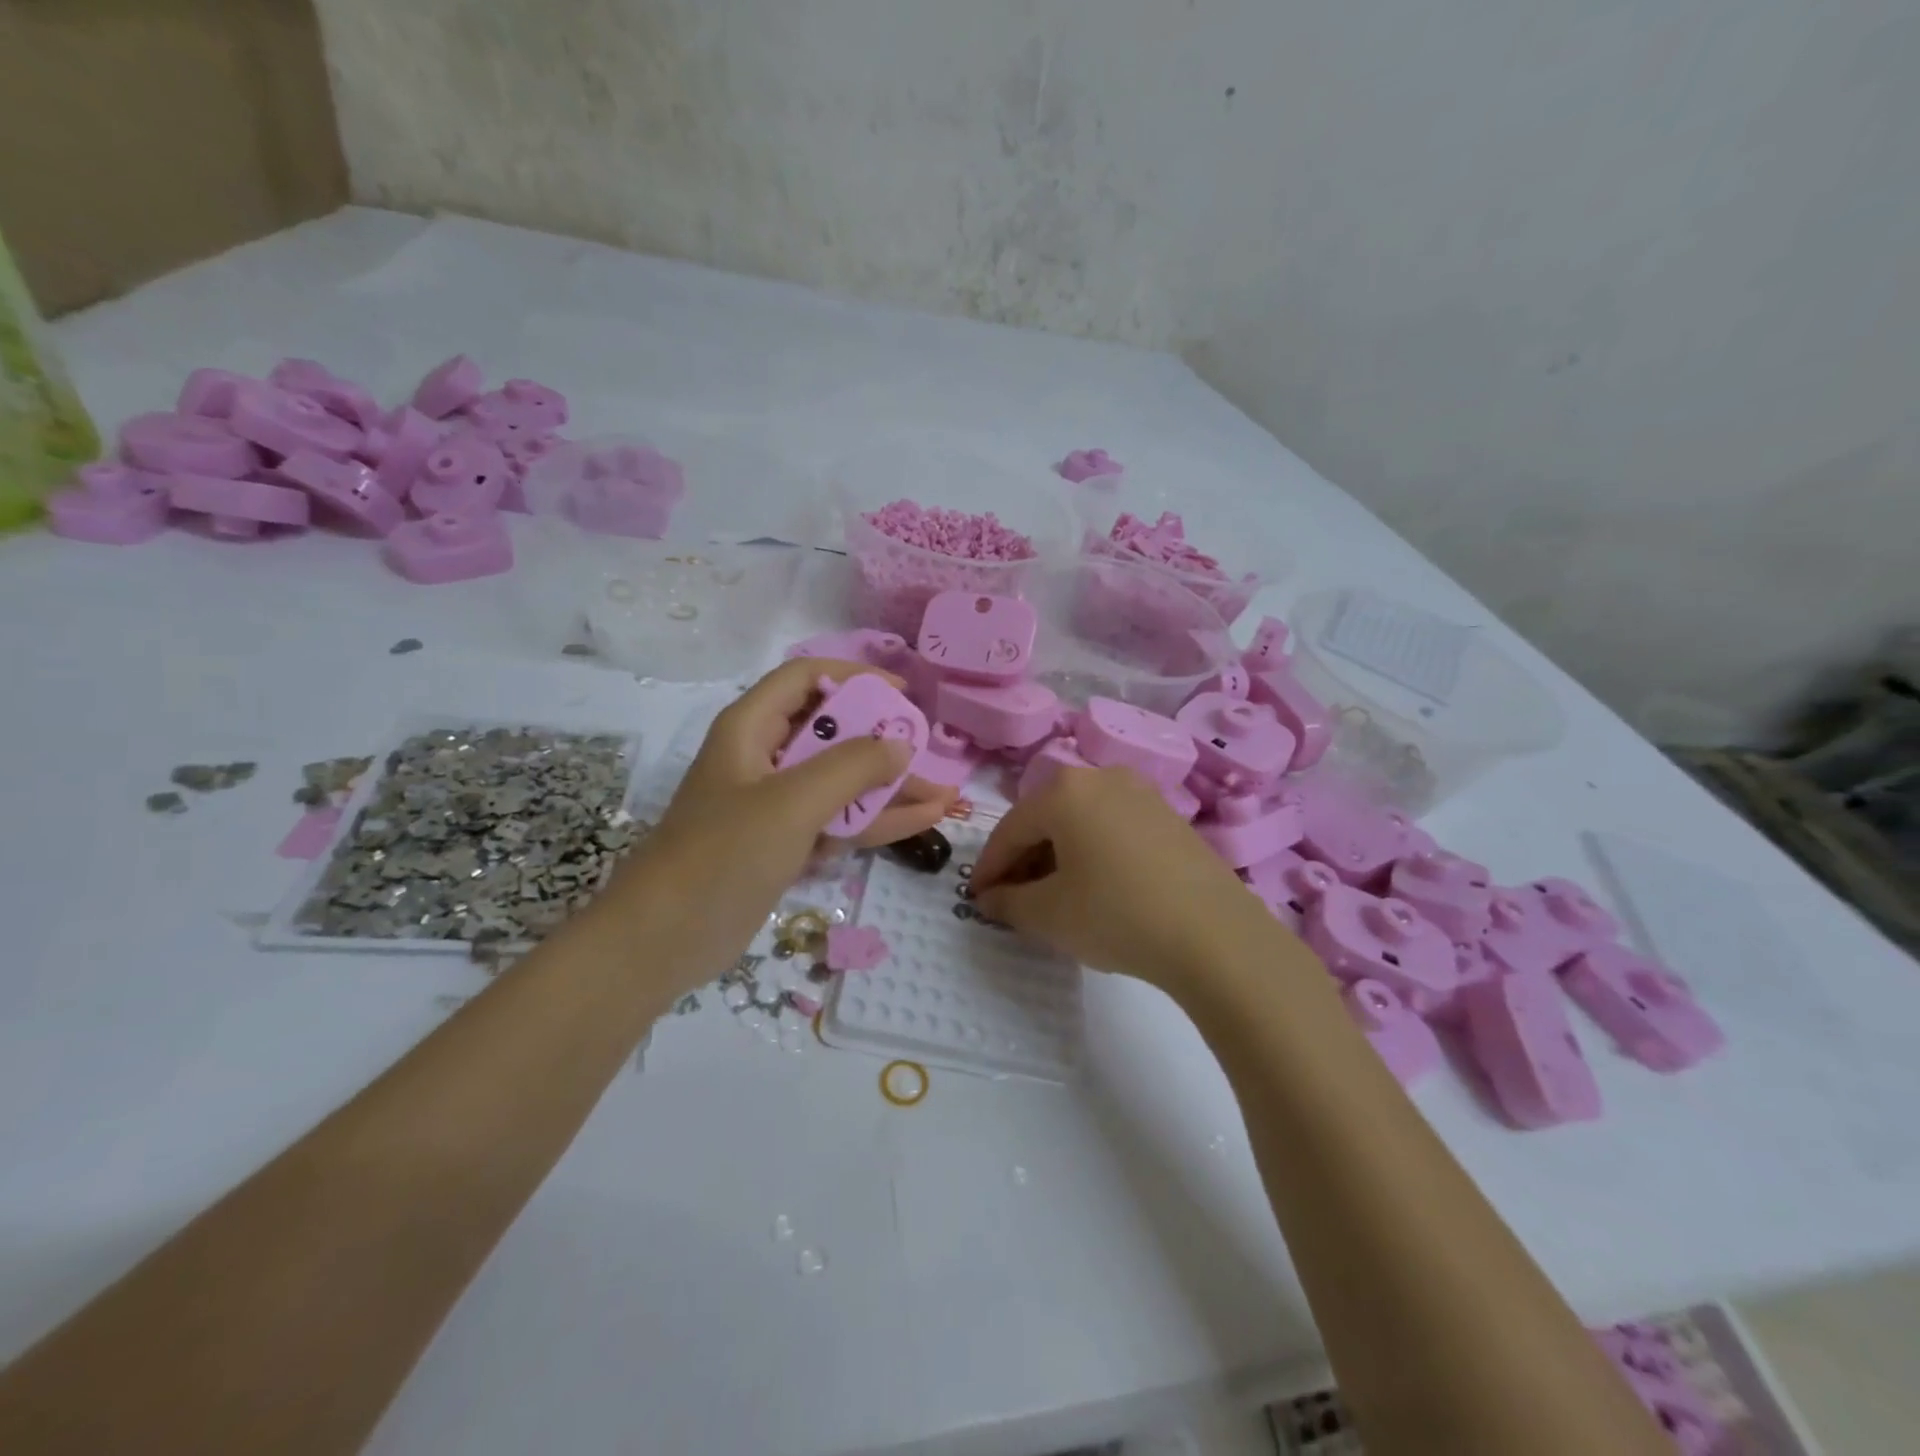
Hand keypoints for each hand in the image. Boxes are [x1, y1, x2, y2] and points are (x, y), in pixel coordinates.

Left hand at [598, 658, 955, 991]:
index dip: (856, 678)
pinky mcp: (784, 843)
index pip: (807, 679)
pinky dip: (875, 820)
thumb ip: (851, 767)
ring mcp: (775, 804)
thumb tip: (901, 745)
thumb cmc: (724, 853)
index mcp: (752, 728)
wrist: (666, 938)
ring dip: (889, 789)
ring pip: (841, 782)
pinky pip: (837, 820)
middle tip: (931, 754)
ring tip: (945, 797)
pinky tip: (922, 821)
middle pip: (833, 733)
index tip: (903, 696)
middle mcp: (765, 758)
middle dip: (884, 743)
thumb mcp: (792, 802)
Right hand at [972, 765, 1281, 991]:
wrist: (1214, 935)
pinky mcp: (1169, 816)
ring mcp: (1141, 793)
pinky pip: (1113, 828)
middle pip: (1046, 819)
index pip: (1010, 829)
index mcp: (1064, 790)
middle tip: (1013, 899)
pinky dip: (1093, 852)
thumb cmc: (1116, 915)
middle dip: (1024, 860)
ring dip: (1058, 856)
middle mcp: (1101, 777)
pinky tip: (1096, 887)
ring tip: (1053, 896)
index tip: (977, 899)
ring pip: (1081, 822)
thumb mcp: (1049, 915)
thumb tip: (989, 899)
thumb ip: (1008, 903)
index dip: (989, 867)